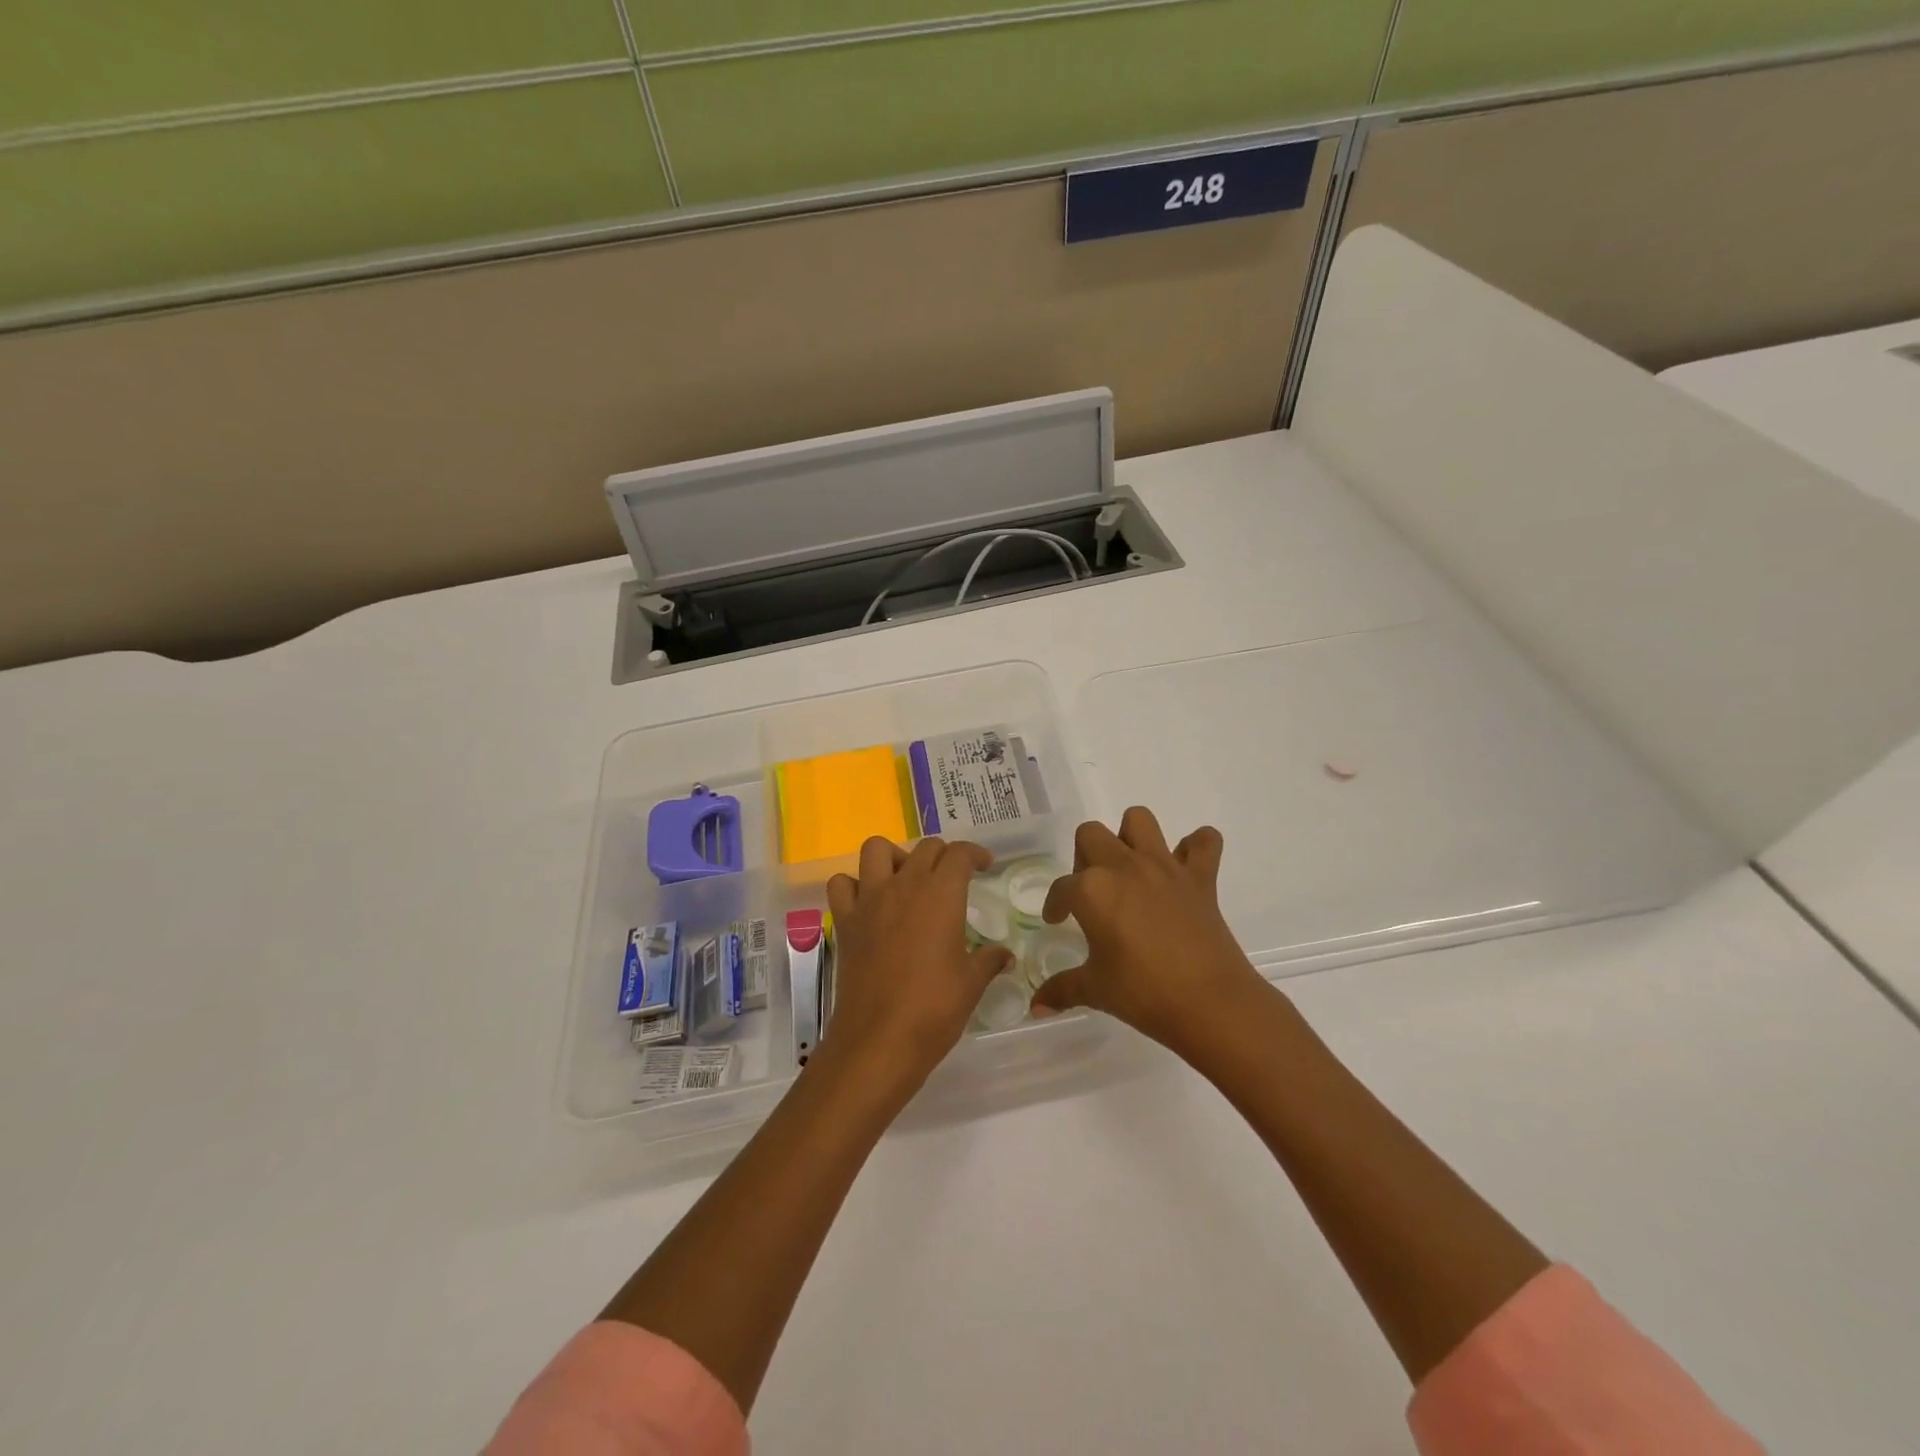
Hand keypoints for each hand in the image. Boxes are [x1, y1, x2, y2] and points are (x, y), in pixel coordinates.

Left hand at [822, 837, 1012, 1100]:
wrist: (879, 1039)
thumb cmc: (934, 1008)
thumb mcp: (971, 984)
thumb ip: (989, 961)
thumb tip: (1005, 956)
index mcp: (941, 894)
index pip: (959, 854)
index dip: (975, 854)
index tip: (983, 865)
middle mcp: (904, 885)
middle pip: (924, 848)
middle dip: (942, 855)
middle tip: (952, 877)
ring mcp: (869, 900)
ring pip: (876, 849)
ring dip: (894, 856)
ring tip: (906, 879)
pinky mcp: (845, 921)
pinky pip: (842, 884)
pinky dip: (855, 885)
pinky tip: (869, 903)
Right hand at [1031, 806, 1266, 1052]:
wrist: (1210, 1003)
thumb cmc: (1144, 994)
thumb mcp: (1095, 990)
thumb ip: (1061, 989)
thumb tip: (1036, 1007)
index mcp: (1092, 889)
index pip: (1061, 887)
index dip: (1055, 904)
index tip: (1057, 920)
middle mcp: (1124, 867)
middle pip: (1091, 835)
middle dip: (1084, 857)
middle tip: (1092, 891)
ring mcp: (1165, 867)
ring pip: (1139, 820)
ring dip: (1130, 836)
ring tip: (1130, 868)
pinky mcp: (1200, 877)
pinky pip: (1204, 842)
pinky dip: (1195, 848)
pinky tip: (1184, 868)